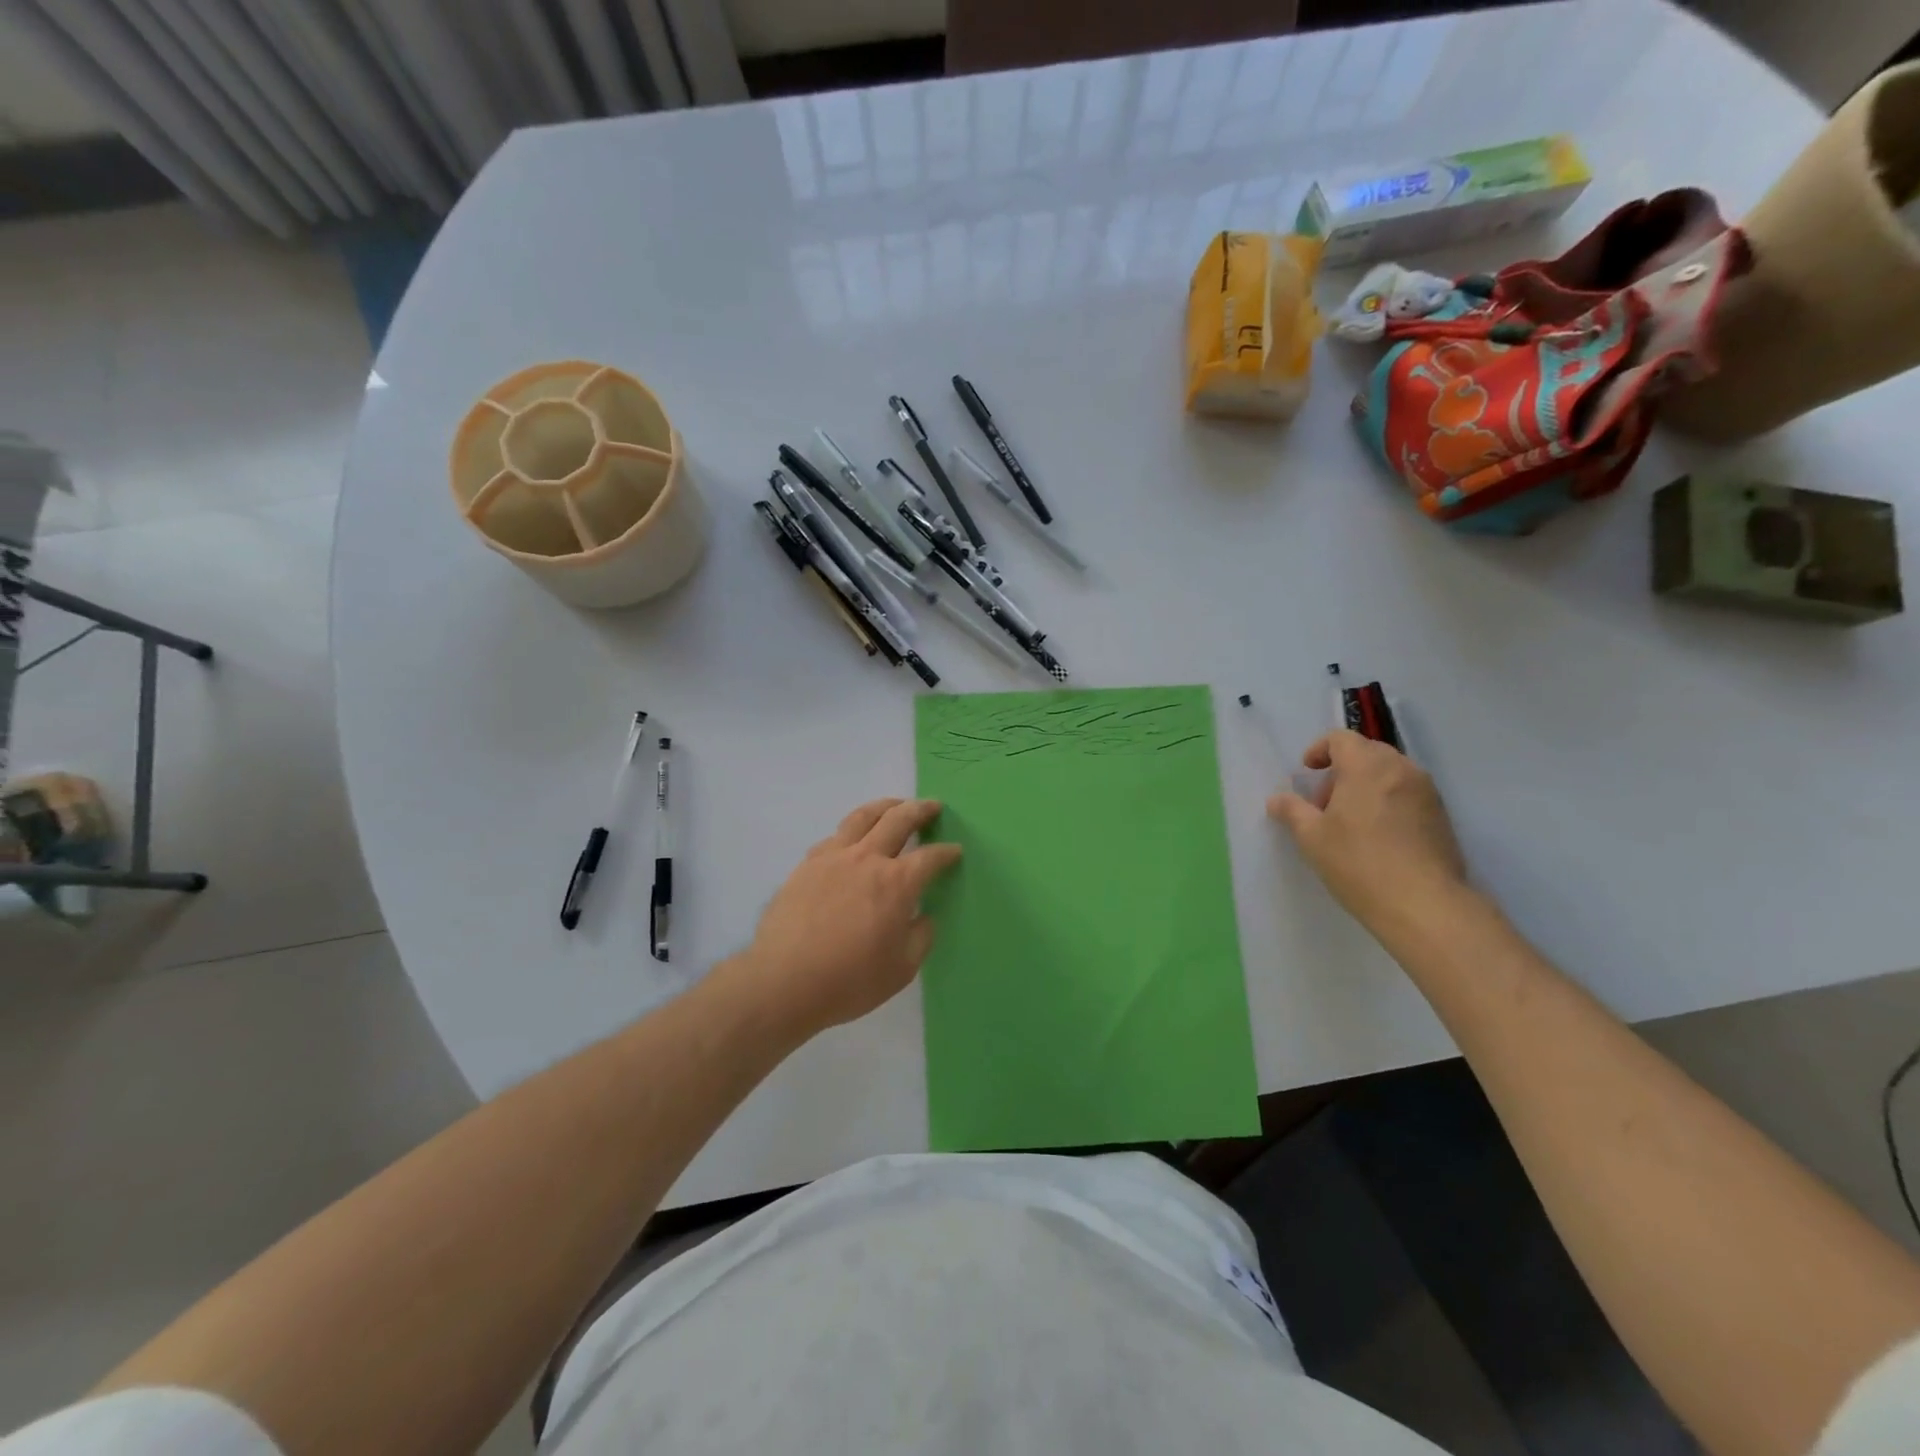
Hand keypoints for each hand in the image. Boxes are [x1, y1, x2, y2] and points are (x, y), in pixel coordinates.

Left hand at [733, 798, 961, 1037]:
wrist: (784, 981)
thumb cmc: (849, 980)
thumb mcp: (901, 969)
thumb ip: (920, 937)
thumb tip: (923, 917)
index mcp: (897, 883)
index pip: (930, 857)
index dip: (946, 853)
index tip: (954, 851)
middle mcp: (867, 859)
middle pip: (899, 820)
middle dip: (920, 810)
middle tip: (933, 806)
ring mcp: (833, 857)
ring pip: (863, 817)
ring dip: (885, 806)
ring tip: (895, 805)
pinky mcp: (807, 865)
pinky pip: (835, 836)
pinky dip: (852, 830)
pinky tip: (852, 837)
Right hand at [1266, 731, 1468, 930]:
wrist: (1424, 905)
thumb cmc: (1358, 863)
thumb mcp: (1312, 837)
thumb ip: (1292, 811)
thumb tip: (1276, 800)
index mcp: (1367, 766)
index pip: (1341, 738)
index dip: (1319, 750)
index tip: (1308, 772)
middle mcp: (1401, 769)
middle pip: (1367, 752)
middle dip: (1341, 770)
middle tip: (1324, 804)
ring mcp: (1427, 792)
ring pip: (1390, 773)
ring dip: (1365, 785)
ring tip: (1350, 822)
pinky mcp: (1442, 816)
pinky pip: (1407, 793)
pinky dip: (1387, 801)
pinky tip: (1377, 837)